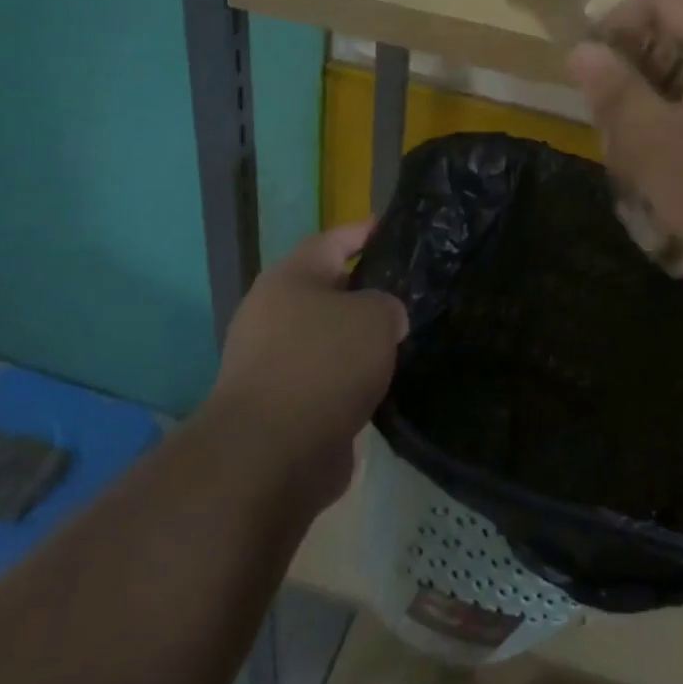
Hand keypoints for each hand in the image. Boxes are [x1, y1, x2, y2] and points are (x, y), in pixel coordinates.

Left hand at [210, 223, 406, 508]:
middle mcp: (274, 313)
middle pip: (328, 290)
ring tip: (404, 340)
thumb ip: (387, 305)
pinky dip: (351, 379)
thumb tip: (383, 319)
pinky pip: (325, 378)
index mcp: (291, 278)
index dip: (365, 232)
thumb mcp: (375, 317)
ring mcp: (272, 361)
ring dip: (359, 340)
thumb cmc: (324, 364)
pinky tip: (384, 385)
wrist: (271, 453)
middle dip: (367, 291)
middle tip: (411, 292)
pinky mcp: (279, 405)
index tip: (396, 229)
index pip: (334, 239)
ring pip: (327, 337)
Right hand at [567, 0, 682, 307]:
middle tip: (615, 143)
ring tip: (644, 181)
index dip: (615, 26)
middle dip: (635, 89)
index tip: (590, 79)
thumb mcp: (655, 144)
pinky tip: (679, 193)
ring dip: (658, 124)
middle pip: (677, 44)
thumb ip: (613, 92)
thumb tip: (581, 50)